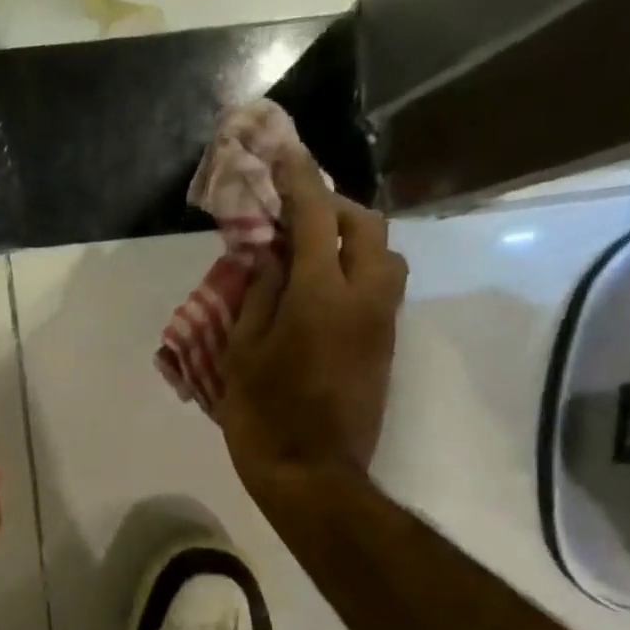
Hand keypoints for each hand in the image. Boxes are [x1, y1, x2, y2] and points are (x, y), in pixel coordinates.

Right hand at [219, 148, 407, 499]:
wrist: (313, 475)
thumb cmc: (265, 415)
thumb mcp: (243, 353)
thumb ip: (259, 295)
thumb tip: (273, 257)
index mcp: (321, 296)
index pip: (315, 218)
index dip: (298, 181)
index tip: (284, 154)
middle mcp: (364, 298)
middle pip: (367, 227)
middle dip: (335, 207)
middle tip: (298, 214)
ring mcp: (382, 323)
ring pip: (384, 257)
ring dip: (352, 240)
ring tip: (312, 253)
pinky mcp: (386, 347)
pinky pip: (380, 288)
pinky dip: (356, 271)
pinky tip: (322, 290)